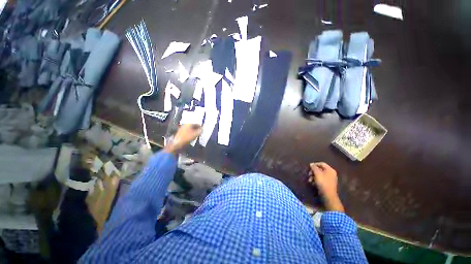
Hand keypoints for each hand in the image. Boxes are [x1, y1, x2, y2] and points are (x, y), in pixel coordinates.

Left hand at [164, 124, 201, 153]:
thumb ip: (200, 131)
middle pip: (193, 126)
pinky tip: (192, 138)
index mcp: (188, 124)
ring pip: (190, 129)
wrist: (177, 144)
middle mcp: (185, 125)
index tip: (203, 130)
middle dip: (197, 129)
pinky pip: (188, 132)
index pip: (197, 123)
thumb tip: (203, 129)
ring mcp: (182, 129)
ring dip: (194, 132)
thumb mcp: (195, 134)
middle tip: (200, 133)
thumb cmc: (186, 138)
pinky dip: (191, 134)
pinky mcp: (180, 133)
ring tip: (196, 136)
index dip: (201, 126)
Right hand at [308, 162, 343, 211]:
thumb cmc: (323, 183)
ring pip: (319, 175)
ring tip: (309, 180)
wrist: (328, 195)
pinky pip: (321, 179)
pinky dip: (316, 180)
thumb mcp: (317, 174)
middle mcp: (331, 173)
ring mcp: (330, 179)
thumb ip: (314, 168)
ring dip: (313, 176)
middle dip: (313, 171)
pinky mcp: (328, 184)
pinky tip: (312, 183)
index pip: (322, 163)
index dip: (315, 164)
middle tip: (309, 174)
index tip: (309, 167)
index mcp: (330, 170)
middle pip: (320, 169)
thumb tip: (311, 164)